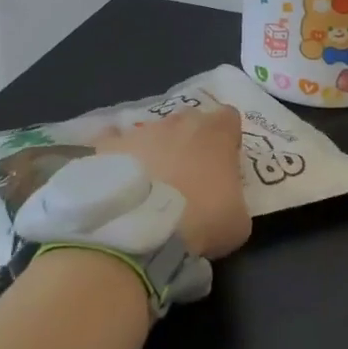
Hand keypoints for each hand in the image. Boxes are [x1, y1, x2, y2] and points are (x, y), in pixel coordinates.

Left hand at [94, 106, 251, 259]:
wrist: (143, 231)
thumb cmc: (202, 221)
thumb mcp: (238, 221)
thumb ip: (235, 200)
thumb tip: (225, 203)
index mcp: (217, 133)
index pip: (228, 117)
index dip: (227, 138)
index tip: (224, 161)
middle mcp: (179, 122)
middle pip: (190, 120)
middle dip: (190, 140)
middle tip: (188, 174)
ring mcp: (142, 131)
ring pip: (153, 131)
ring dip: (155, 149)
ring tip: (149, 182)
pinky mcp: (109, 145)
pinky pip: (113, 140)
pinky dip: (117, 153)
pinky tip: (115, 174)